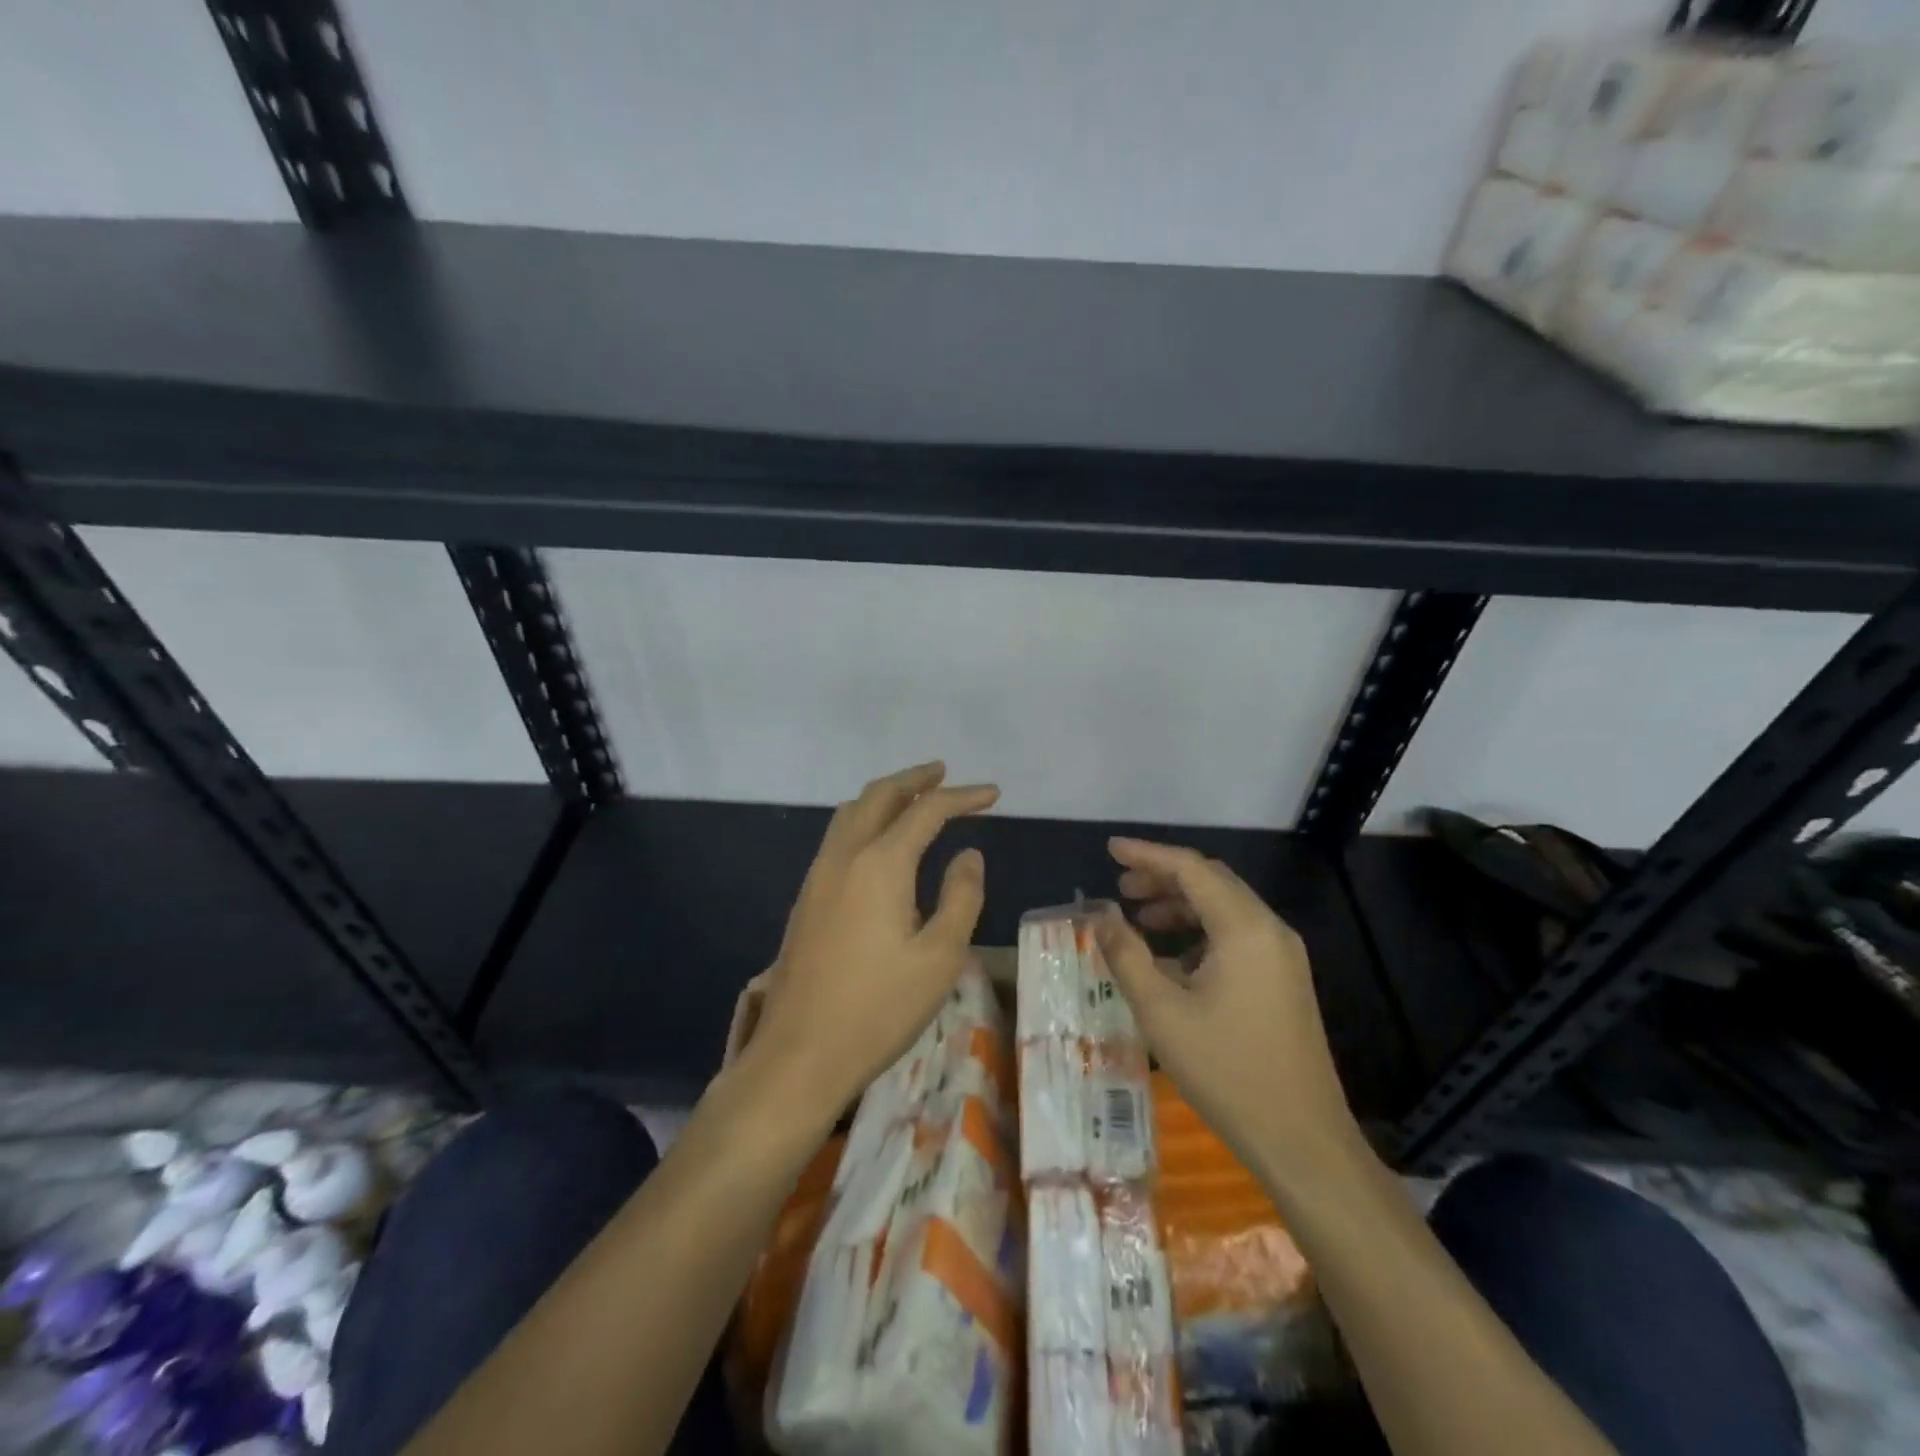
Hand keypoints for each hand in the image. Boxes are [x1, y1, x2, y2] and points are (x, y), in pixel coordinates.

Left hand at [746, 762, 997, 1126]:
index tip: (993, 794)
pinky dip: (865, 820)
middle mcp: (844, 857)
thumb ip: (961, 897)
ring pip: (851, 813)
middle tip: (943, 773)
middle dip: (914, 780)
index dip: (962, 797)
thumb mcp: (940, 957)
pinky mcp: (807, 899)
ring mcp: (819, 876)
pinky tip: (880, 844)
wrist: (800, 1054)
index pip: (926, 811)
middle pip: (879, 796)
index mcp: (880, 864)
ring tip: (913, 799)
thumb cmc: (879, 1009)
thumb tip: (969, 855)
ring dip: (884, 796)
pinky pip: (838, 837)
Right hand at [1096, 838, 1361, 1185]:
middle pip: (1212, 882)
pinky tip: (1172, 960)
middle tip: (1121, 888)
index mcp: (1244, 928)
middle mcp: (1269, 930)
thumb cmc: (1226, 1071)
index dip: (1147, 854)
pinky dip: (1200, 932)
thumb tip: (1101, 916)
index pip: (1191, 869)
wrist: (1302, 1140)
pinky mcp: (1284, 980)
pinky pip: (1238, 936)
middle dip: (1164, 878)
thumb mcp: (1161, 1012)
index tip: (1110, 849)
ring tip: (1140, 920)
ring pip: (1225, 909)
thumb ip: (1126, 955)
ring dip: (1181, 905)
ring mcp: (1282, 956)